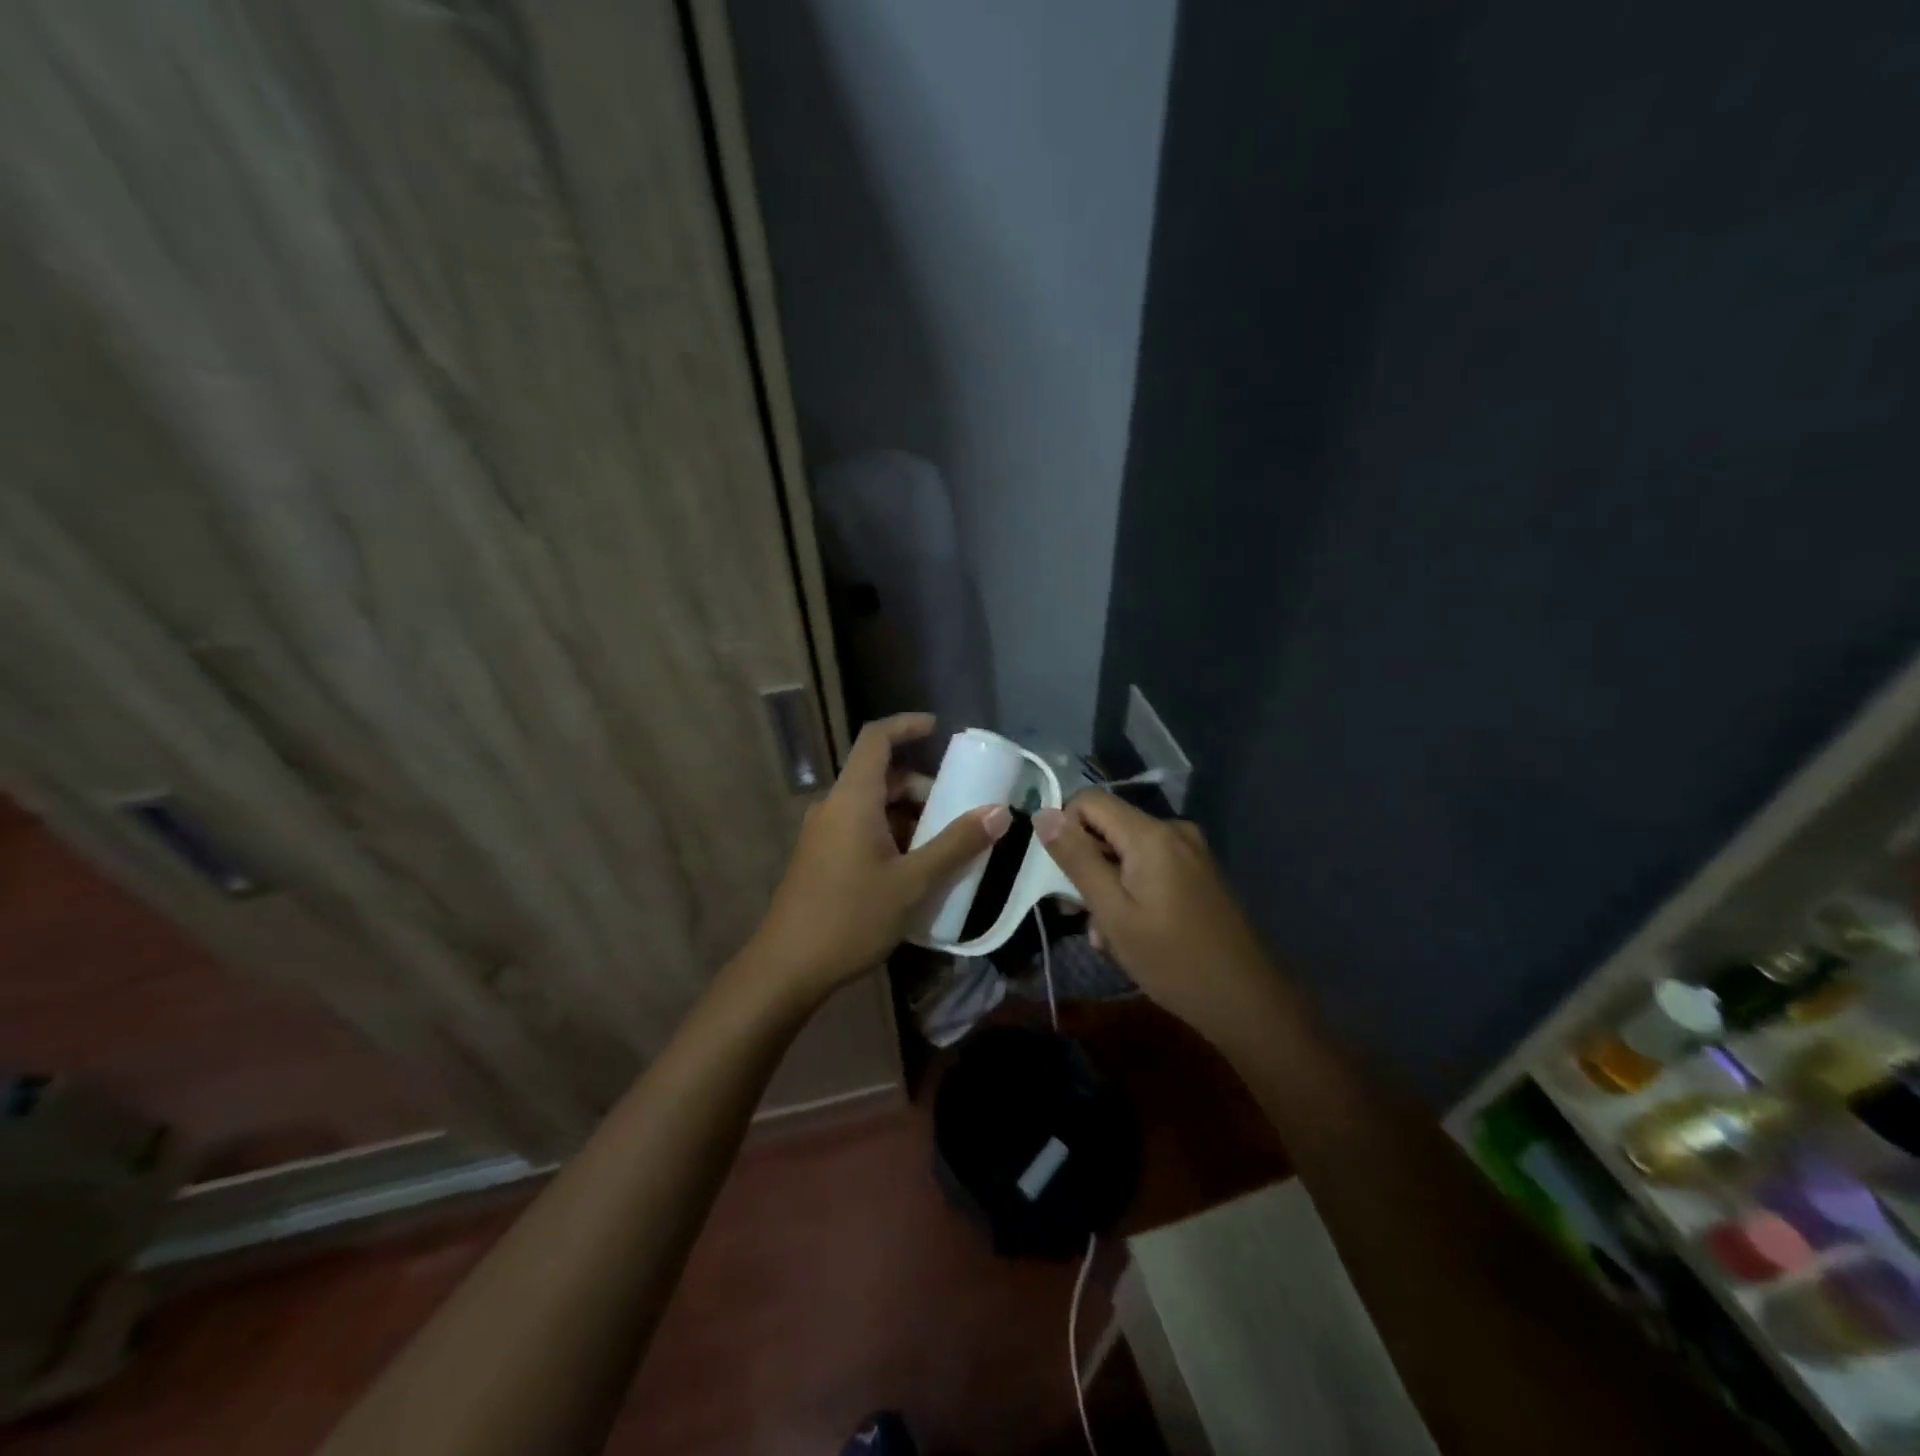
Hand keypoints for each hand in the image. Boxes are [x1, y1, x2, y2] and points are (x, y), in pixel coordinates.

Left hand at [748, 713, 1009, 1006]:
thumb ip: (956, 844)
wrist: (787, 968)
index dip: (906, 725)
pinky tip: (913, 870)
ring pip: (872, 806)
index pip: (876, 739)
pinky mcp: (820, 857)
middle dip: (921, 786)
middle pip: (880, 776)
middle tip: (956, 809)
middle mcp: (834, 807)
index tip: (938, 729)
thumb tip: (999, 812)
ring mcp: (823, 833)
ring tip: (942, 847)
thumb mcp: (912, 882)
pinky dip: (891, 834)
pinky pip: (860, 828)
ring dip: (908, 816)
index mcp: (853, 799)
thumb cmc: (851, 917)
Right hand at [1034, 790, 1277, 1045]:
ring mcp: (1190, 852)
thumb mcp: (1113, 912)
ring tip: (1109, 936)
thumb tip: (1043, 814)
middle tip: (1083, 916)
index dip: (1065, 830)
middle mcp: (1173, 830)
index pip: (1088, 801)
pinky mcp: (1198, 872)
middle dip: (1087, 866)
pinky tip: (1134, 931)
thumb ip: (1077, 859)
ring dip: (1108, 886)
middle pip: (1107, 827)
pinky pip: (1149, 866)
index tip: (1062, 876)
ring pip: (1125, 852)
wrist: (1246, 1000)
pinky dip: (1132, 891)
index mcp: (1151, 834)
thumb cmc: (1172, 960)